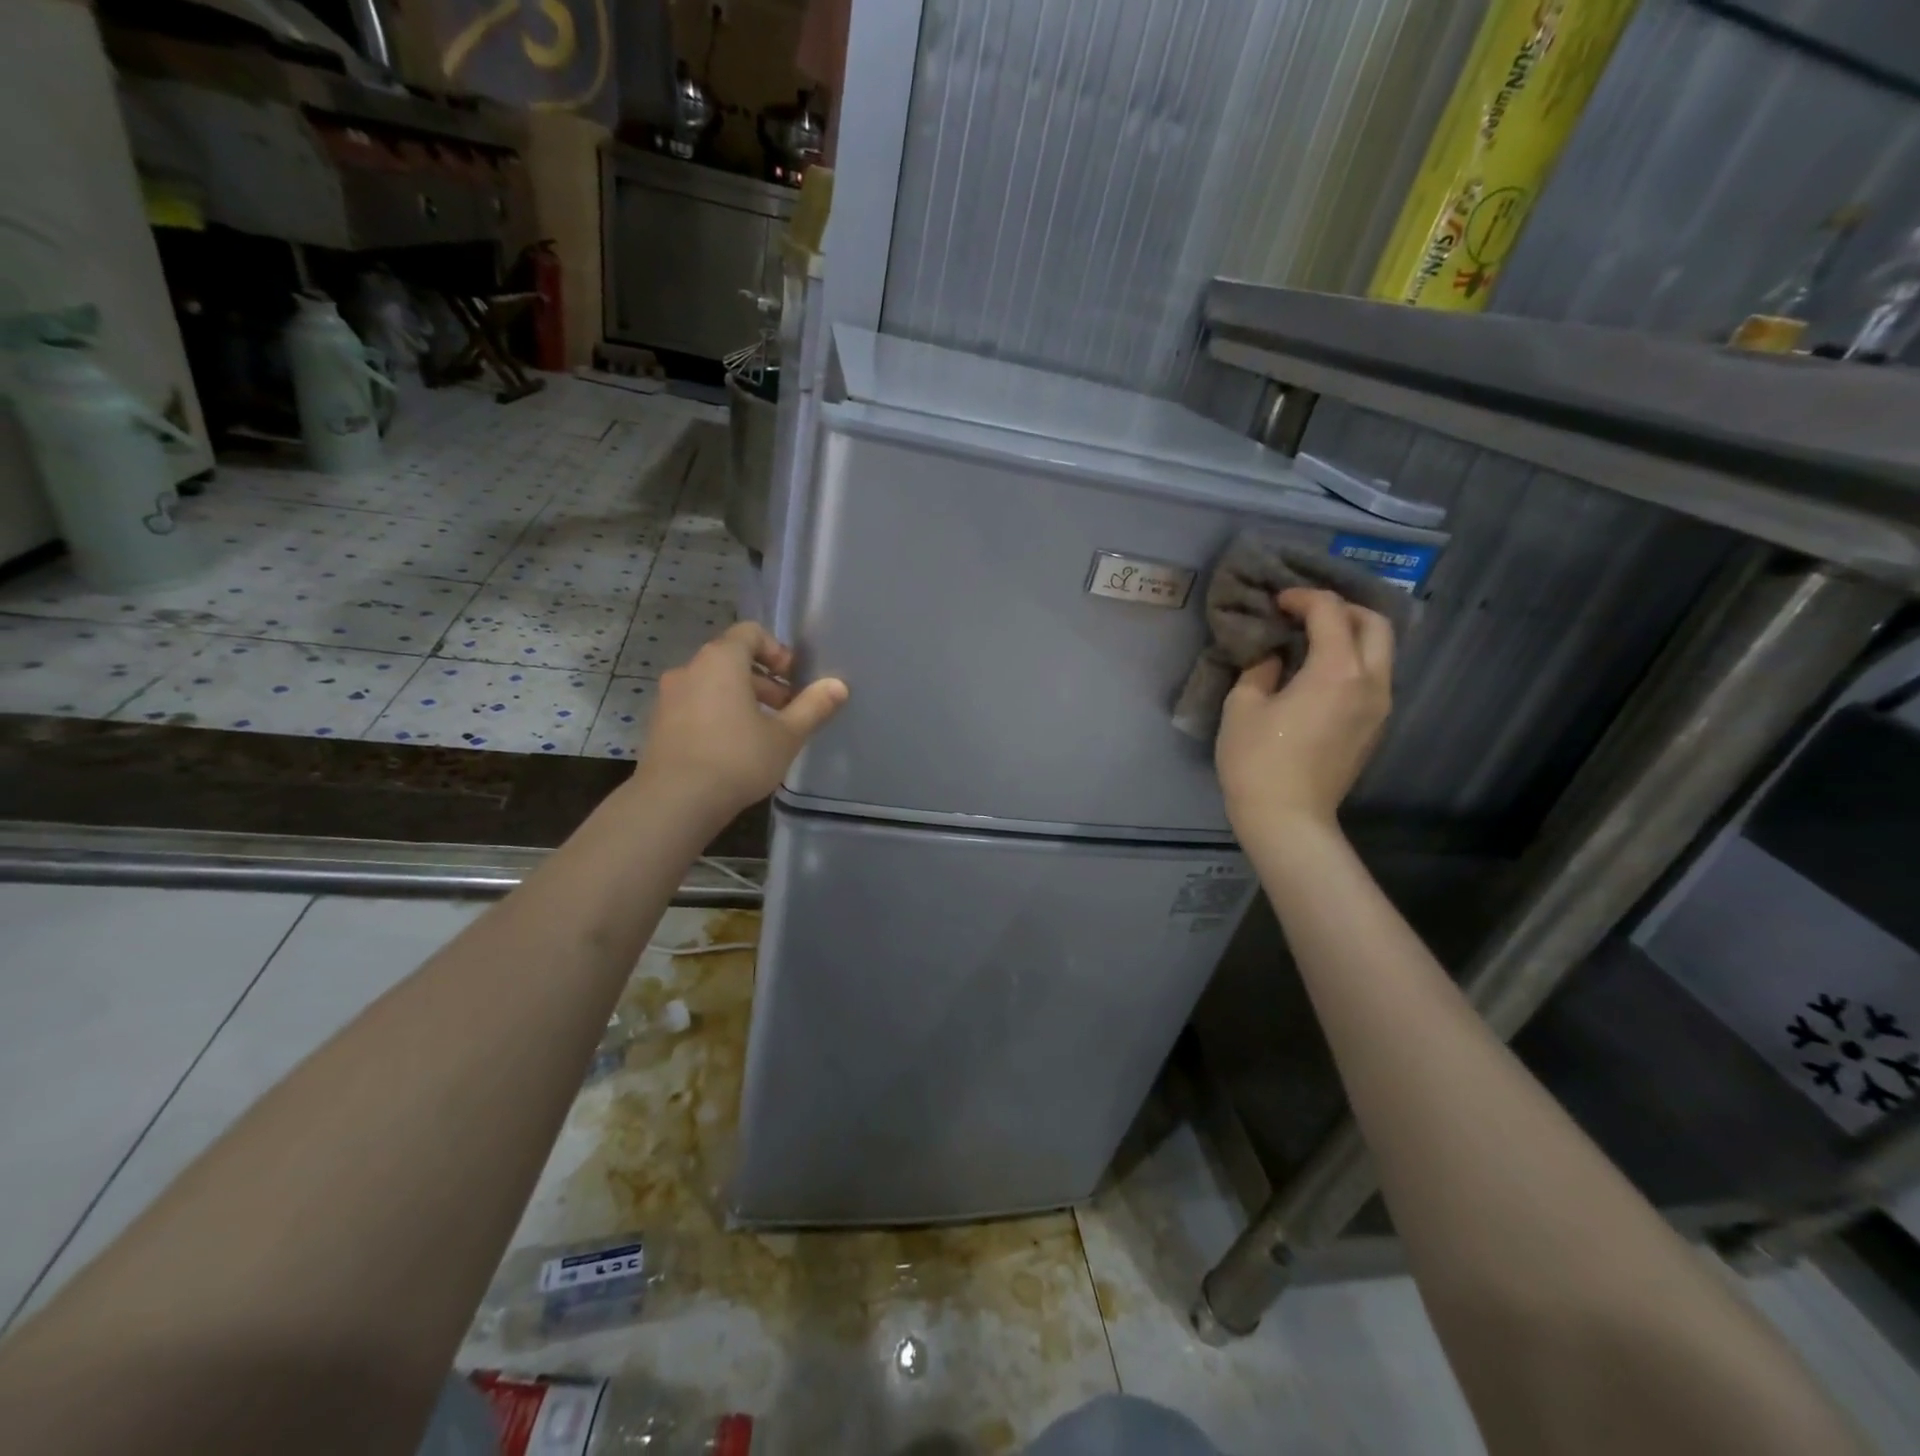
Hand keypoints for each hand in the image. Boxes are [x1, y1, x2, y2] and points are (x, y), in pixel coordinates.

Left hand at [636, 621, 847, 819]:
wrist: (674, 802)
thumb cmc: (737, 759)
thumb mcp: (786, 736)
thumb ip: (813, 707)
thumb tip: (838, 685)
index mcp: (720, 661)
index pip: (750, 632)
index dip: (777, 651)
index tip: (794, 680)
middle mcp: (690, 669)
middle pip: (731, 659)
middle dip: (764, 680)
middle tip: (786, 710)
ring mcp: (669, 696)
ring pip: (712, 684)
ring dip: (741, 698)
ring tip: (763, 732)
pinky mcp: (659, 723)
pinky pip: (695, 705)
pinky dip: (717, 714)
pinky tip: (733, 748)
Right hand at [1216, 588, 1393, 839]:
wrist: (1288, 818)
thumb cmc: (1257, 760)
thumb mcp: (1243, 706)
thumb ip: (1261, 669)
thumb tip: (1276, 657)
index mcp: (1337, 670)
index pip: (1330, 611)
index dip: (1303, 598)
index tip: (1277, 603)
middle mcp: (1371, 681)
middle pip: (1375, 623)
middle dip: (1341, 609)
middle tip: (1305, 615)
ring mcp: (1380, 706)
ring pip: (1381, 651)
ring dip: (1351, 635)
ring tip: (1313, 641)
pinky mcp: (1375, 727)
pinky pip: (1374, 677)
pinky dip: (1353, 661)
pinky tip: (1320, 674)